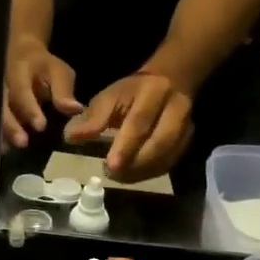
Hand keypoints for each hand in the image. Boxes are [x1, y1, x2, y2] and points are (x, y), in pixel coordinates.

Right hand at [3, 37, 81, 148]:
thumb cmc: (43, 67)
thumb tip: (74, 109)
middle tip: (22, 142)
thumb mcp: (58, 72)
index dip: (29, 108)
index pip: (21, 90)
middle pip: (0, 104)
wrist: (20, 55)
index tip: (40, 126)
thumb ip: (63, 91)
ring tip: (8, 149)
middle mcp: (0, 82)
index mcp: (18, 70)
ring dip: (1, 132)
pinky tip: (3, 148)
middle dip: (10, 124)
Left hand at [62, 72, 193, 180]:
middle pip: (160, 142)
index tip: (109, 165)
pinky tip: (133, 175)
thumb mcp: (109, 96)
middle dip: (135, 163)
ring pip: (167, 156)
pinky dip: (150, 173)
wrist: (169, 82)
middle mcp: (176, 108)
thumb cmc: (131, 92)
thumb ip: (92, 118)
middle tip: (112, 175)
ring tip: (119, 177)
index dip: (125, 146)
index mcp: (153, 92)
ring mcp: (186, 126)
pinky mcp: (188, 141)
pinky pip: (170, 163)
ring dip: (142, 172)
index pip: (140, 122)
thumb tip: (71, 138)